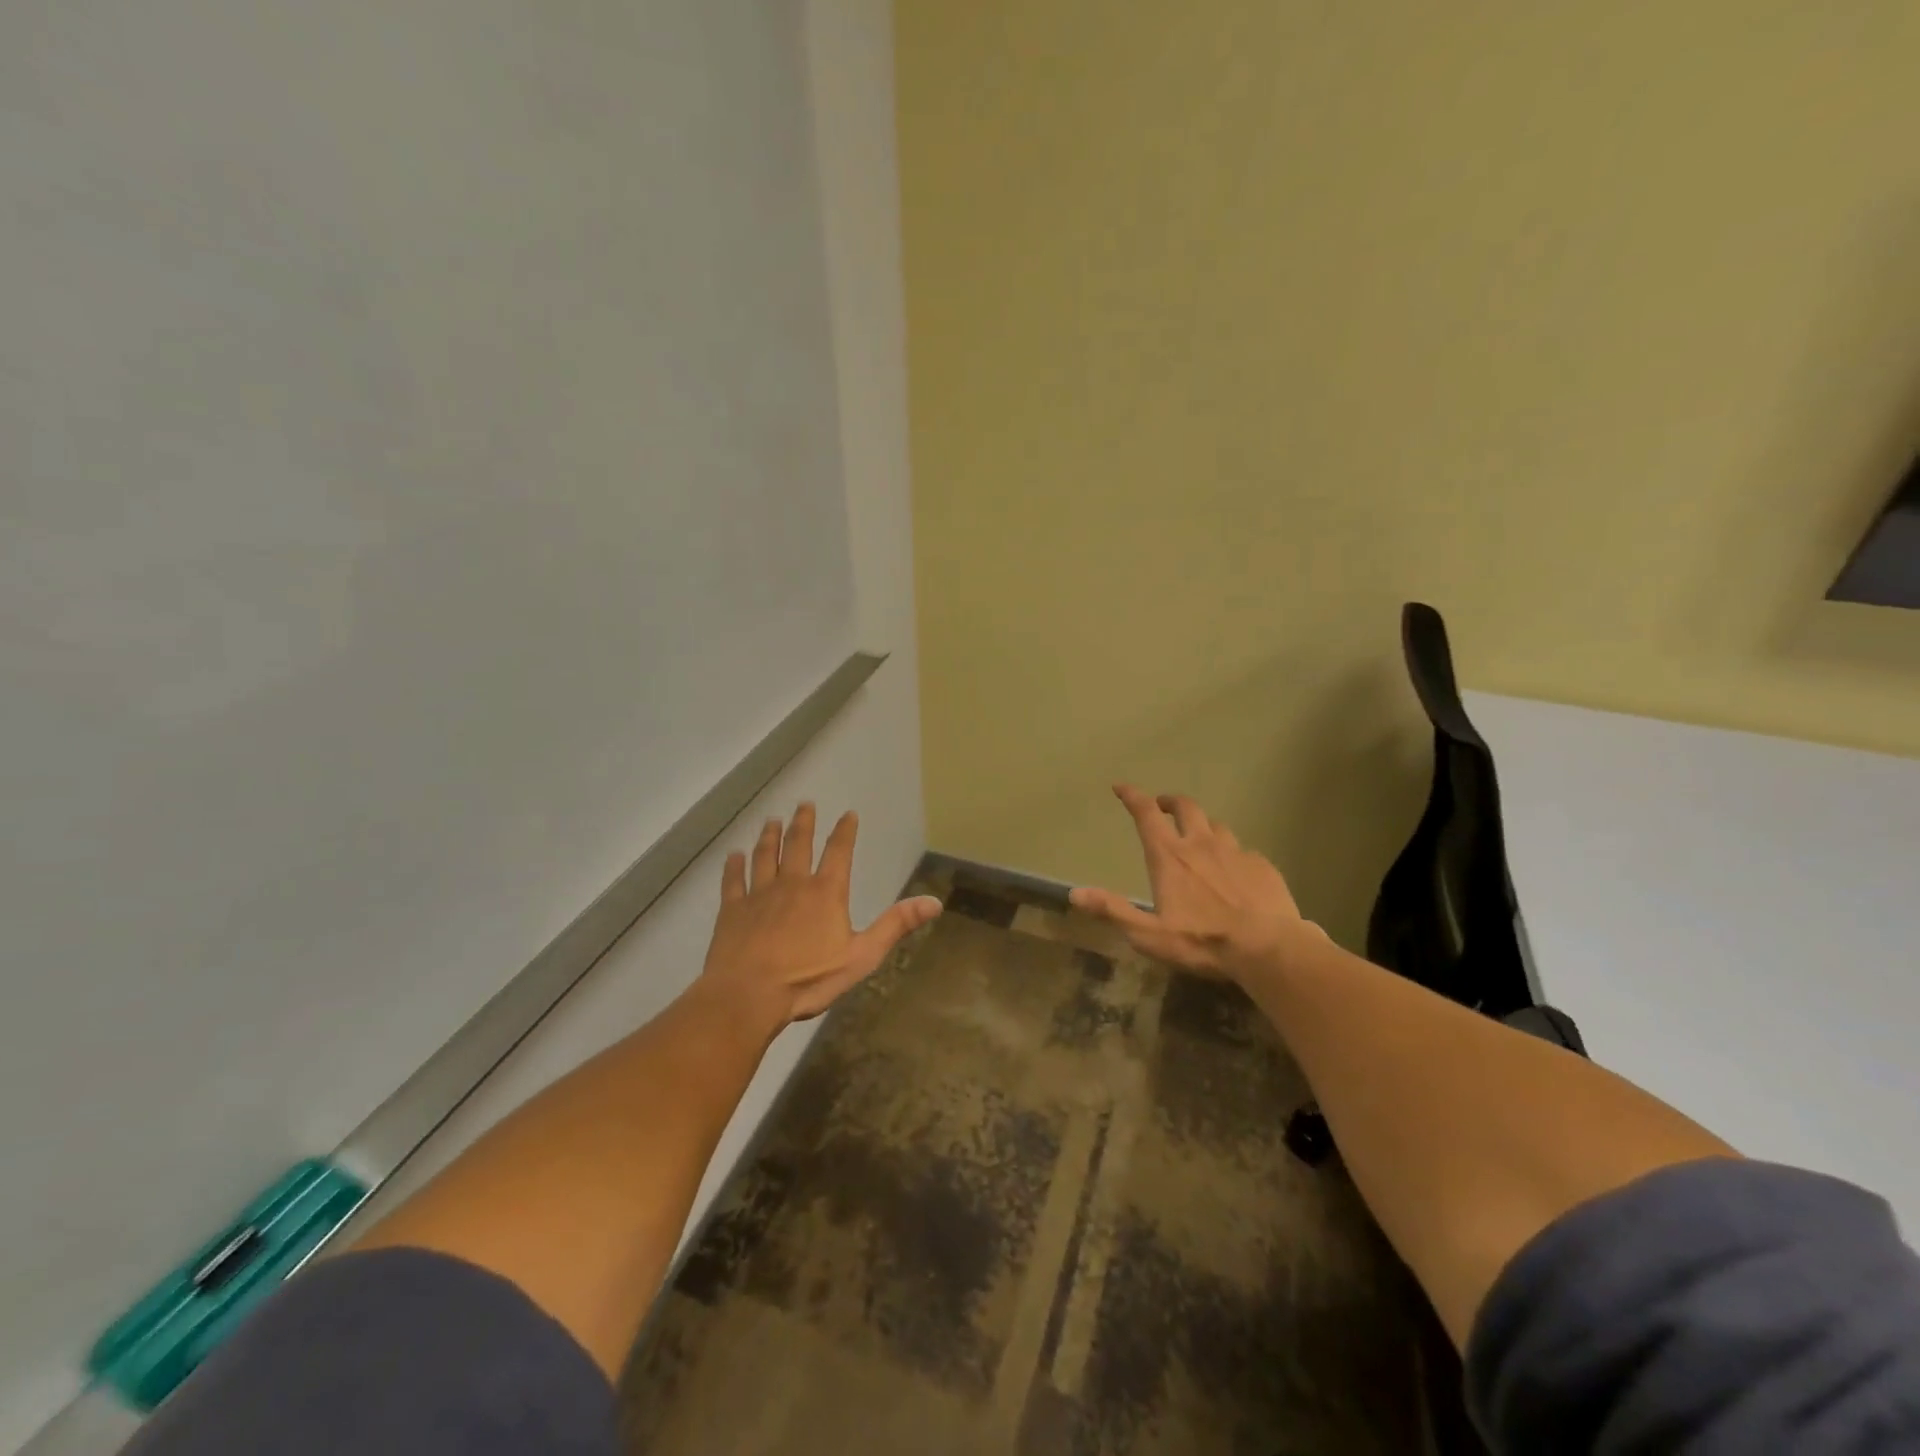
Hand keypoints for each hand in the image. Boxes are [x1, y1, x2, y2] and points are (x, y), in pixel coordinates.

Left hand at [698, 802, 942, 1028]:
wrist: (748, 996)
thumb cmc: (808, 979)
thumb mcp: (862, 956)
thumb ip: (895, 926)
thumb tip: (934, 902)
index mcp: (826, 892)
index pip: (839, 852)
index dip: (845, 831)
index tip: (848, 814)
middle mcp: (792, 884)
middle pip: (798, 845)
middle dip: (803, 823)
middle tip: (804, 804)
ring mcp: (759, 894)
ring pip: (765, 856)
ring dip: (770, 837)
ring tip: (771, 821)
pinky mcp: (732, 910)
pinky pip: (733, 881)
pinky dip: (734, 866)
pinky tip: (733, 856)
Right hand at [1069, 785, 1319, 982]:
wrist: (1269, 948)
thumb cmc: (1203, 942)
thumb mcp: (1149, 934)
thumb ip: (1113, 910)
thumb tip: (1074, 894)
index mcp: (1169, 857)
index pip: (1146, 814)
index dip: (1132, 796)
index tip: (1121, 787)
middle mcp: (1201, 844)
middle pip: (1185, 807)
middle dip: (1170, 802)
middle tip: (1163, 806)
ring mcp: (1235, 851)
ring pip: (1216, 825)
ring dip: (1202, 826)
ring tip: (1200, 837)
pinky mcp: (1262, 865)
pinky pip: (1243, 850)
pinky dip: (1232, 853)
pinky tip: (1235, 871)